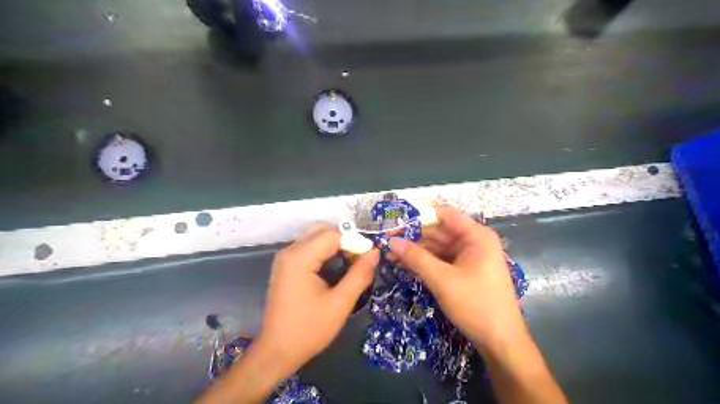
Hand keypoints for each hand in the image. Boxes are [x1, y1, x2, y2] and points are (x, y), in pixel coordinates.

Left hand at [252, 226, 377, 376]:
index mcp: (300, 258)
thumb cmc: (309, 330)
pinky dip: (324, 251)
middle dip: (344, 240)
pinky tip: (335, 267)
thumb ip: (359, 275)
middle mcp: (289, 251)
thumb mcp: (340, 304)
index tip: (368, 259)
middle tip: (359, 259)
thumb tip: (375, 252)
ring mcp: (285, 257)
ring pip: (315, 236)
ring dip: (335, 244)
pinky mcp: (285, 265)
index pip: (333, 234)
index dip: (354, 242)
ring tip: (350, 263)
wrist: (277, 351)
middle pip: (322, 230)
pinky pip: (308, 246)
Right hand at [391, 207, 527, 349]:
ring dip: (417, 251)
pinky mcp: (467, 271)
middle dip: (414, 237)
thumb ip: (416, 258)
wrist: (501, 342)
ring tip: (392, 256)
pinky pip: (443, 260)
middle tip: (388, 243)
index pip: (444, 214)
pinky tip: (407, 265)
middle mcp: (475, 241)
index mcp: (476, 236)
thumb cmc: (475, 304)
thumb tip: (391, 241)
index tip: (395, 224)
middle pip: (440, 231)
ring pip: (439, 247)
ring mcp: (471, 257)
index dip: (419, 217)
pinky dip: (426, 262)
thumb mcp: (442, 279)